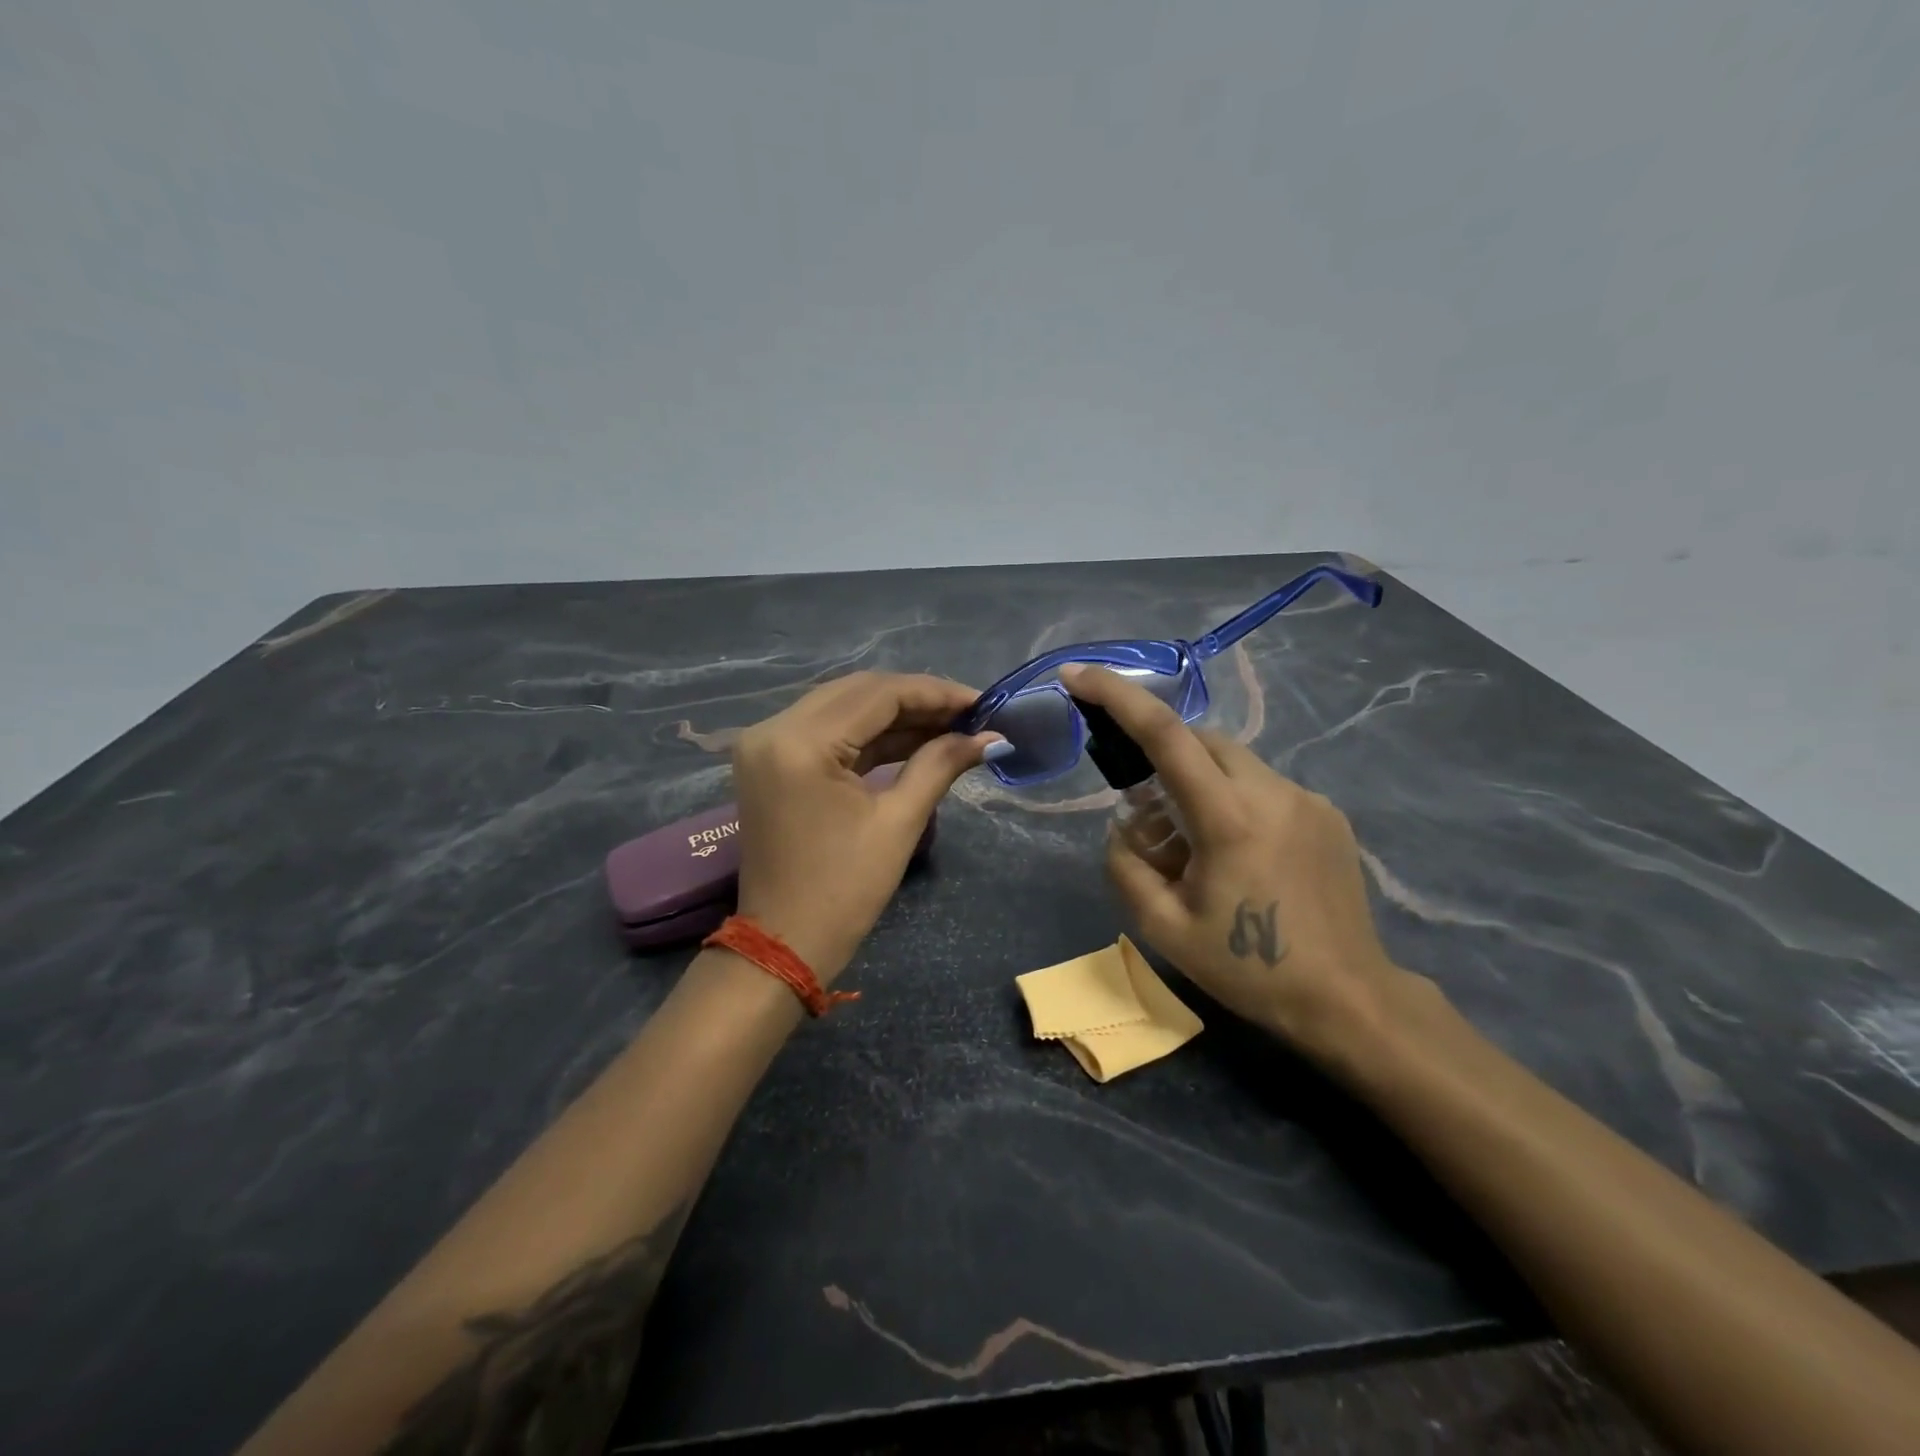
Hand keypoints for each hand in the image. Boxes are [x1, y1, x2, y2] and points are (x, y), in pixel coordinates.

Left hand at [730, 671, 1001, 981]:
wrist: (783, 945)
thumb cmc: (843, 892)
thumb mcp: (898, 823)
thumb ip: (940, 765)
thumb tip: (989, 736)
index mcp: (799, 743)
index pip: (877, 694)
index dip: (935, 693)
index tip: (982, 702)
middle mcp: (774, 728)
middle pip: (858, 692)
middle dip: (918, 699)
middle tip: (970, 713)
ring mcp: (767, 744)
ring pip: (843, 707)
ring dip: (896, 715)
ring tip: (951, 725)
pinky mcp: (772, 761)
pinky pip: (828, 732)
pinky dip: (870, 735)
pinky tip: (915, 739)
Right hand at [1059, 664, 1412, 1059]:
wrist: (1348, 999)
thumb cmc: (1249, 969)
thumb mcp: (1164, 928)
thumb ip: (1125, 865)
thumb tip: (1124, 827)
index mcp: (1229, 818)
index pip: (1165, 734)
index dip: (1116, 695)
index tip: (1076, 675)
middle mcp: (1272, 792)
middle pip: (1201, 739)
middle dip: (1162, 755)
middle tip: (1148, 813)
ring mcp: (1307, 799)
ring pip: (1234, 761)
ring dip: (1199, 782)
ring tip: (1194, 845)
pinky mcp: (1328, 814)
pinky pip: (1264, 786)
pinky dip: (1234, 800)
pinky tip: (1239, 854)